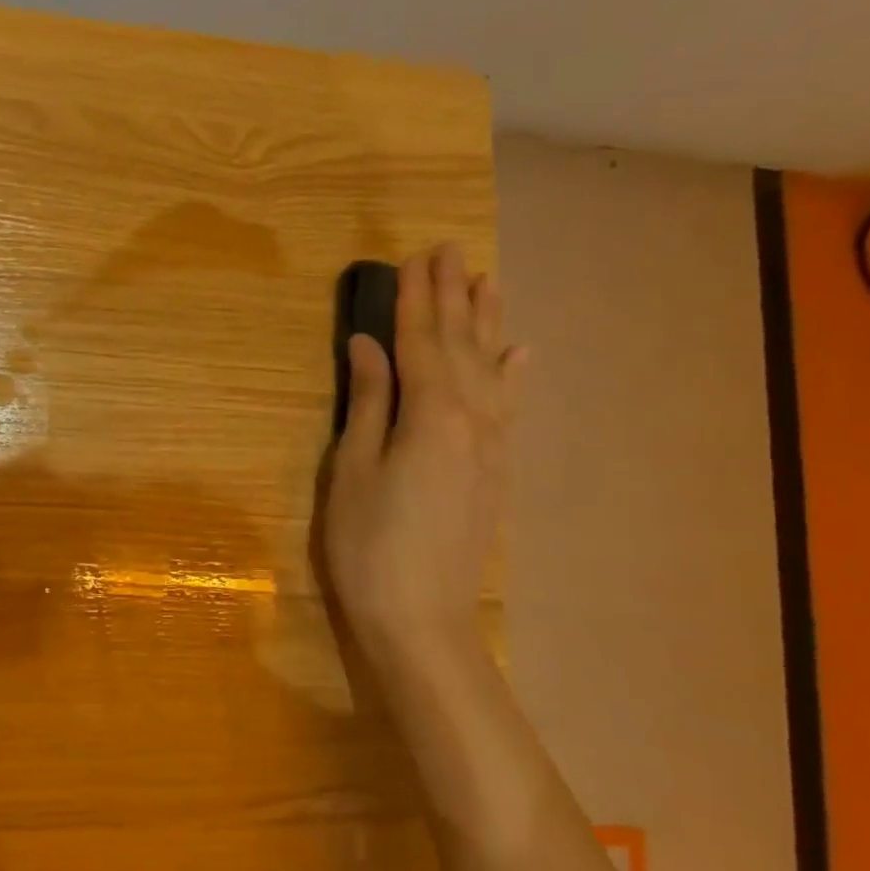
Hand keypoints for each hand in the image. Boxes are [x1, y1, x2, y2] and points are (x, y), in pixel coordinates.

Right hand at [323, 245, 521, 676]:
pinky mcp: (494, 471)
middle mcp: (472, 420)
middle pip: (459, 346)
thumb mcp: (352, 469)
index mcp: (431, 416)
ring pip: (490, 369)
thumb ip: (368, 402)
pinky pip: (508, 407)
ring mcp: (490, 447)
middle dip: (451, 297)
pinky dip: (512, 376)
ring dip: (485, 323)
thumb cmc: (369, 545)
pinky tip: (517, 354)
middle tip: (449, 250)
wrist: (422, 620)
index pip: (421, 342)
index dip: (415, 299)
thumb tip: (368, 344)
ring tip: (487, 280)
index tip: (414, 257)